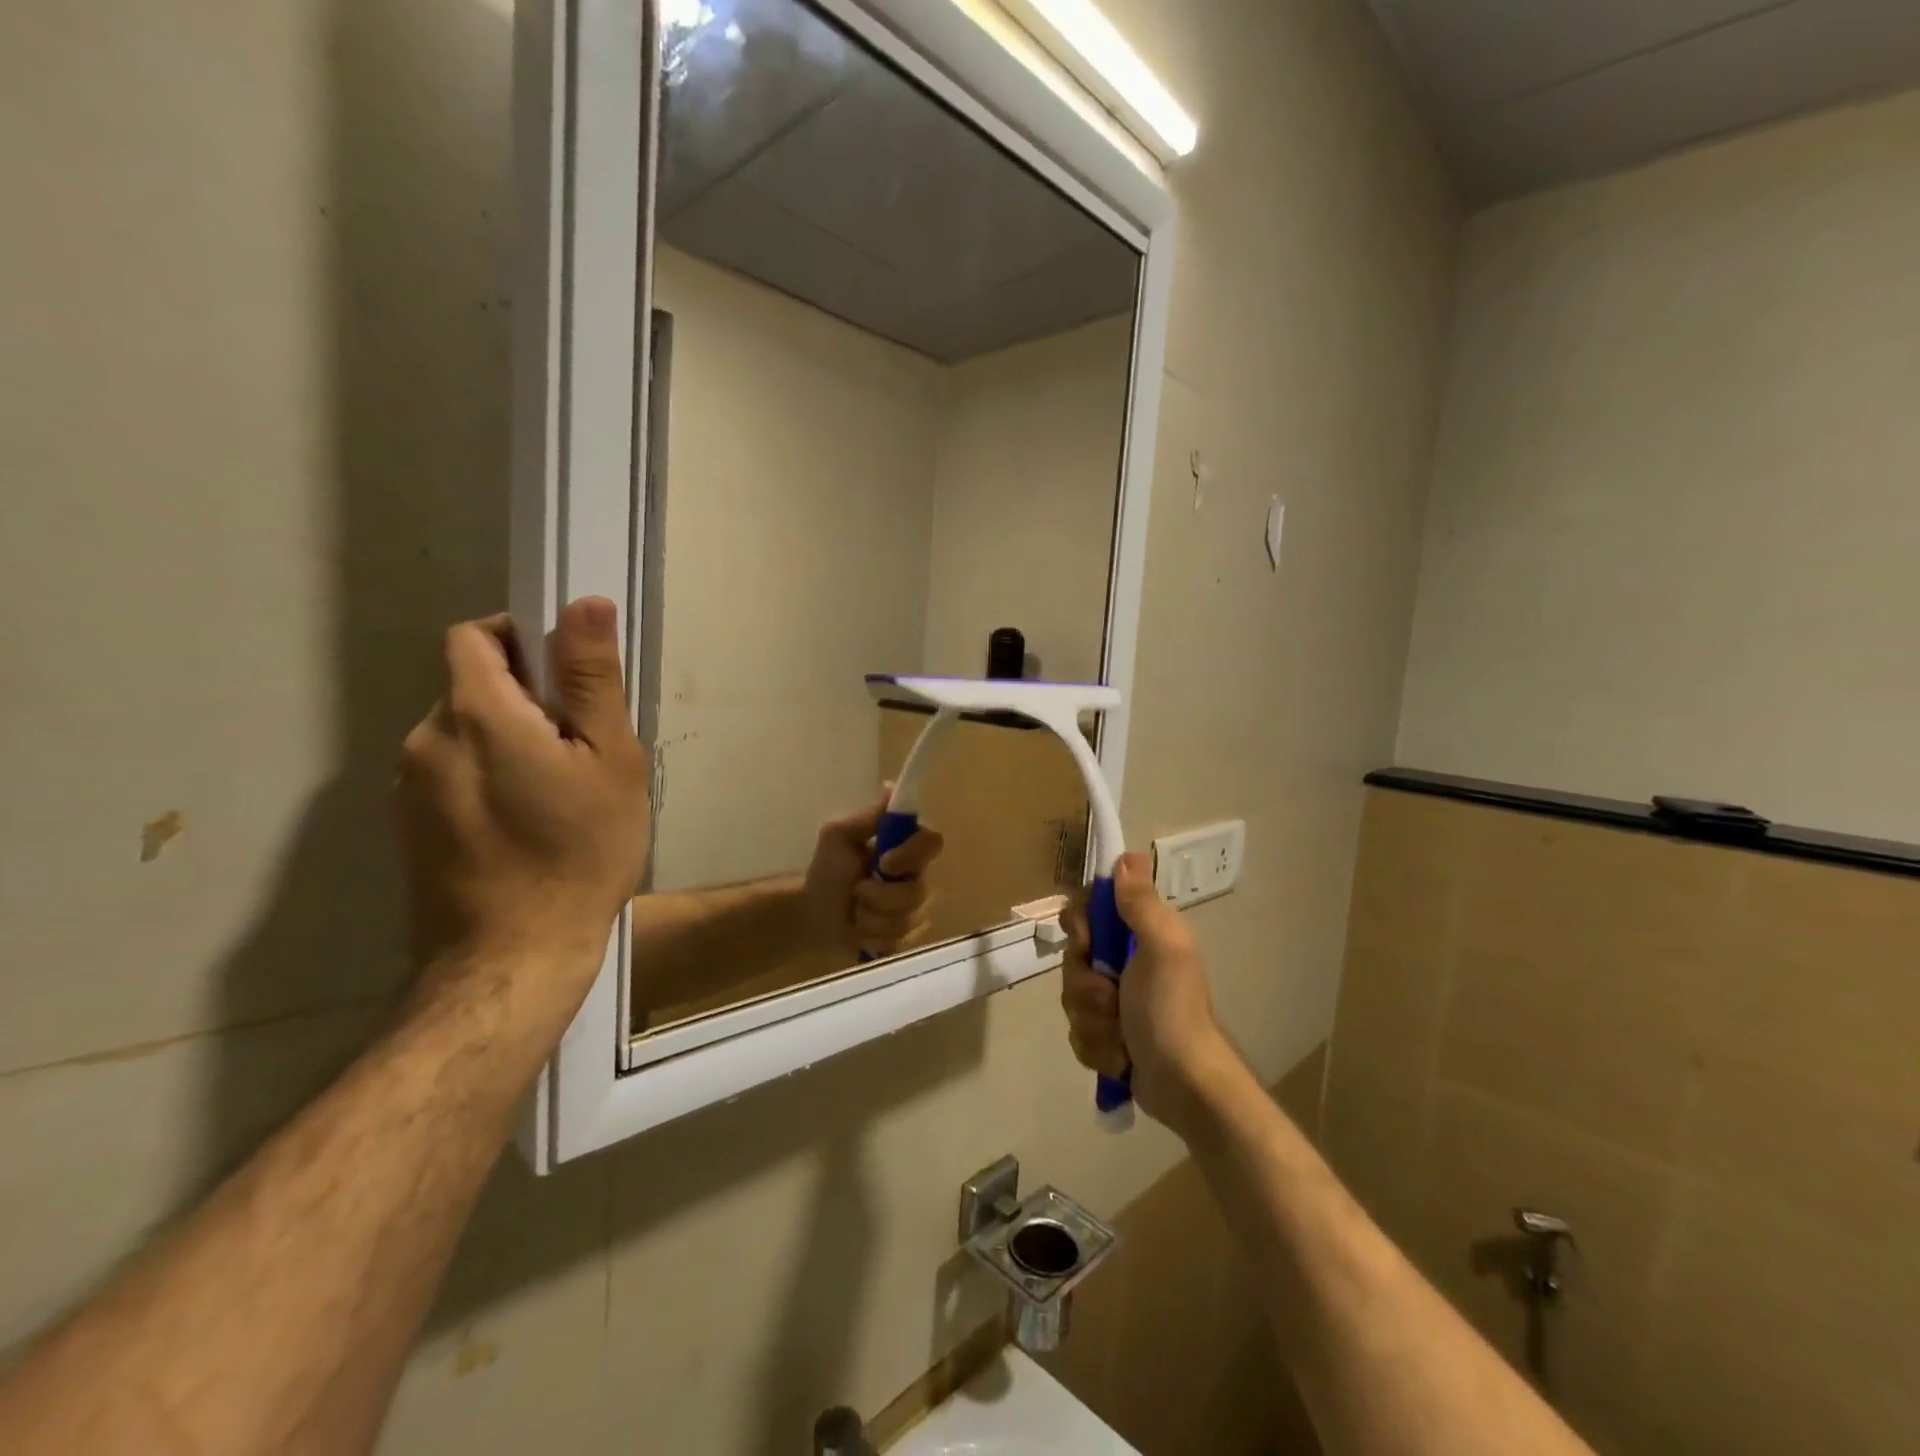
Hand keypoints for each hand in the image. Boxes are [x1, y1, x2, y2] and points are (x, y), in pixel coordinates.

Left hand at [394, 597, 650, 1001]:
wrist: (515, 957)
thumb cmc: (579, 851)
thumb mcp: (608, 760)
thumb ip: (591, 679)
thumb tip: (585, 603)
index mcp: (474, 714)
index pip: (476, 636)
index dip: (522, 639)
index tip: (569, 678)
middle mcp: (425, 739)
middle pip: (473, 687)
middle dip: (527, 700)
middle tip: (583, 750)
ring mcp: (407, 787)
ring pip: (465, 735)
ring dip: (509, 742)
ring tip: (560, 795)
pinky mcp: (408, 827)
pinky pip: (452, 775)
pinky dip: (488, 779)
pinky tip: (528, 827)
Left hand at [802, 791, 944, 958]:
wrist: (810, 913)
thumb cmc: (825, 870)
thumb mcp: (839, 835)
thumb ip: (868, 816)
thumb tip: (890, 787)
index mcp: (905, 848)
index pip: (933, 842)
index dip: (912, 855)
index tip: (884, 862)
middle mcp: (916, 877)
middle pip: (920, 891)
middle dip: (881, 896)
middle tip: (857, 892)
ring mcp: (914, 910)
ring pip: (908, 919)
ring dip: (872, 918)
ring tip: (854, 912)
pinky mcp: (906, 938)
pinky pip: (900, 941)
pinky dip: (872, 937)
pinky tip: (859, 931)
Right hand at [1060, 851, 1237, 1136]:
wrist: (1184, 1087)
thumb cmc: (1171, 1011)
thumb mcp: (1161, 948)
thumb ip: (1140, 903)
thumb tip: (1127, 855)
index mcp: (1141, 935)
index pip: (1088, 912)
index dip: (1080, 927)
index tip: (1088, 943)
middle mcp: (1126, 963)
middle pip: (1073, 959)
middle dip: (1086, 986)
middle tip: (1112, 999)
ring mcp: (1116, 1002)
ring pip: (1072, 998)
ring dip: (1093, 1021)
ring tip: (1121, 1037)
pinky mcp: (1108, 1036)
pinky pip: (1079, 1032)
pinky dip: (1096, 1047)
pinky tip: (1119, 1057)